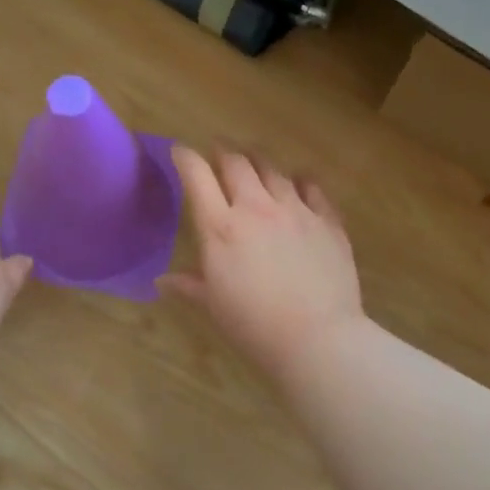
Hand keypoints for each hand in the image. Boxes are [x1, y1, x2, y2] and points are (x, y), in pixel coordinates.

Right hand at [161, 146, 364, 381]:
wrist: (316, 338)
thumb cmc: (254, 325)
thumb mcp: (213, 305)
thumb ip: (189, 285)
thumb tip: (162, 282)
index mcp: (221, 228)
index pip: (197, 176)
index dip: (185, 158)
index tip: (179, 152)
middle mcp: (256, 208)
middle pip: (236, 162)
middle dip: (223, 151)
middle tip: (219, 152)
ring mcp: (296, 211)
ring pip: (274, 169)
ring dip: (259, 161)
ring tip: (255, 161)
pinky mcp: (327, 221)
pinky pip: (313, 187)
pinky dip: (300, 180)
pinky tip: (299, 182)